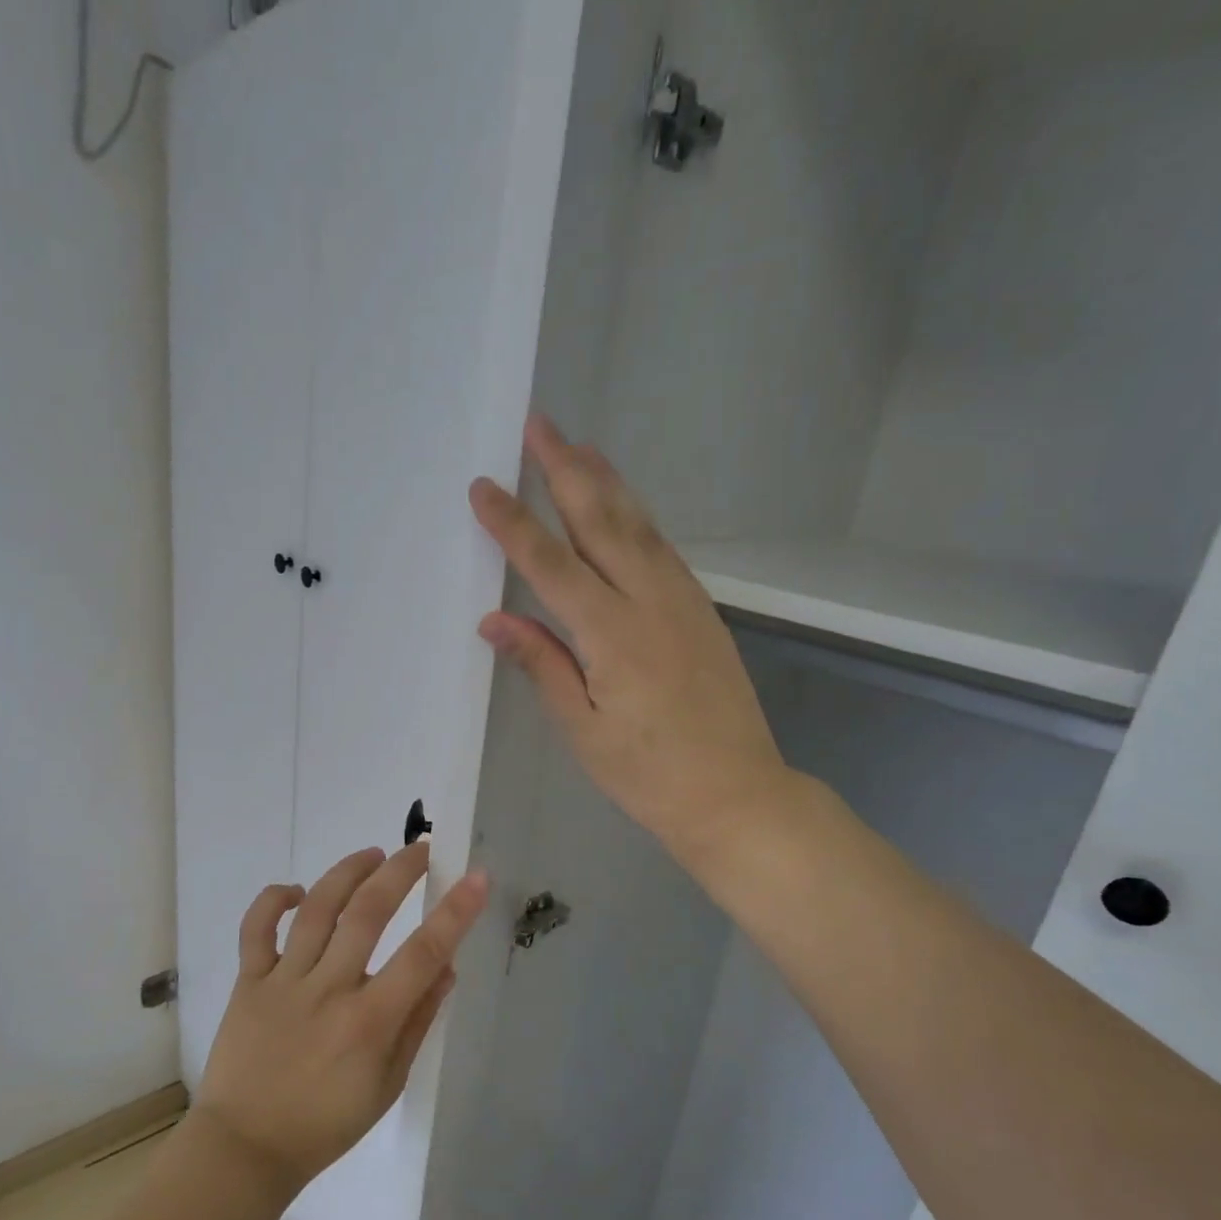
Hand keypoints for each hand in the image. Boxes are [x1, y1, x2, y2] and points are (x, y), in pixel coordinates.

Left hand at [193, 843, 489, 1204]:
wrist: (245, 1149)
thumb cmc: (325, 1124)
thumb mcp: (388, 1084)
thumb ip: (418, 1022)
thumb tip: (447, 967)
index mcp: (369, 1021)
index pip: (423, 953)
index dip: (455, 911)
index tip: (476, 877)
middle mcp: (329, 990)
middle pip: (367, 913)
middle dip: (399, 872)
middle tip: (419, 849)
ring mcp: (284, 981)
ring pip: (317, 909)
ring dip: (348, 872)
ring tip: (372, 854)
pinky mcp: (248, 981)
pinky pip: (256, 928)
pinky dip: (275, 900)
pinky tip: (298, 891)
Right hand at [469, 415, 796, 874]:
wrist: (737, 794)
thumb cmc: (648, 774)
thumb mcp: (583, 729)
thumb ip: (542, 665)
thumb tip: (494, 620)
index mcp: (612, 635)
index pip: (550, 565)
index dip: (513, 524)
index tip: (483, 487)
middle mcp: (650, 602)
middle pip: (601, 521)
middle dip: (566, 470)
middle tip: (540, 425)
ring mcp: (682, 600)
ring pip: (638, 524)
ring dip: (605, 480)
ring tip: (579, 446)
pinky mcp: (700, 610)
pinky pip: (660, 547)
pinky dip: (635, 515)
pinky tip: (621, 505)